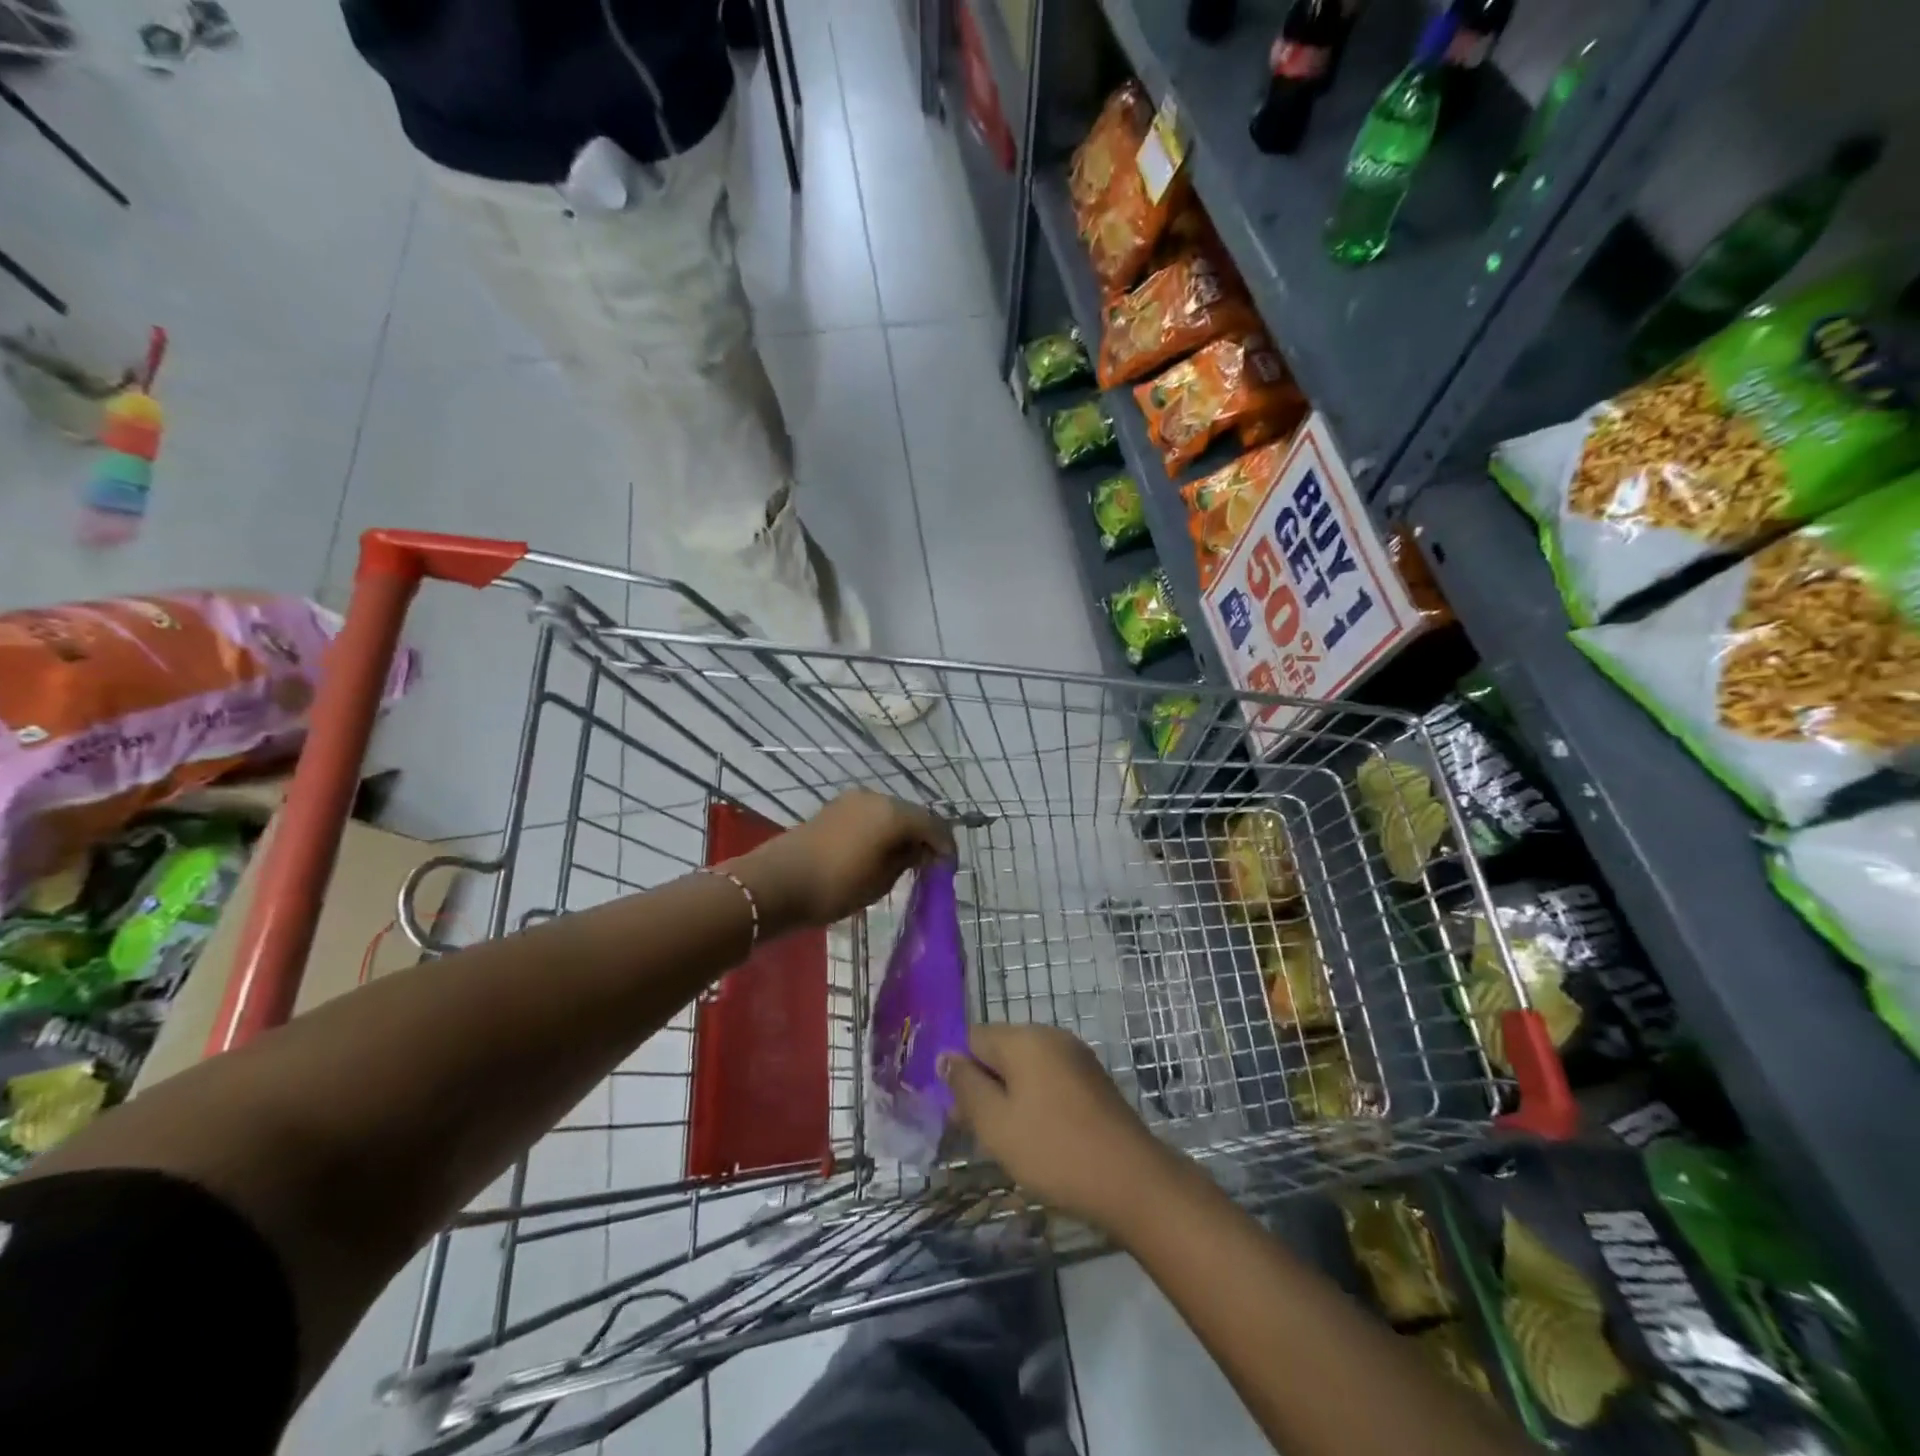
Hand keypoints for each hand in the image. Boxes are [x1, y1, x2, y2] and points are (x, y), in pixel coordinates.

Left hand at [733, 790, 954, 929]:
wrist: (778, 882)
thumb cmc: (837, 885)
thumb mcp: (881, 880)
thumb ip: (907, 860)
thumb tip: (920, 850)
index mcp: (893, 813)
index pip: (933, 824)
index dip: (945, 846)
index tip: (948, 869)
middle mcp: (877, 797)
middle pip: (912, 814)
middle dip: (924, 837)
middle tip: (928, 865)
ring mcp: (853, 799)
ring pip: (890, 813)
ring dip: (902, 832)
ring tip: (904, 861)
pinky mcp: (835, 808)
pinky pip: (871, 815)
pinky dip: (882, 830)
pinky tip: (879, 851)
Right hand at [940, 1024, 1174, 1230]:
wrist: (1132, 1179)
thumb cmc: (1053, 1150)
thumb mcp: (995, 1123)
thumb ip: (966, 1086)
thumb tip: (946, 1056)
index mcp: (1024, 1038)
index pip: (973, 1037)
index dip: (958, 1070)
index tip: (956, 1112)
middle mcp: (1050, 1036)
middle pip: (1000, 1050)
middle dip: (983, 1085)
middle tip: (977, 1134)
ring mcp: (1076, 1057)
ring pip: (1026, 1068)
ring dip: (1009, 1096)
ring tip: (1006, 1141)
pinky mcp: (1093, 1080)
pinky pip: (1050, 1080)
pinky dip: (1036, 1101)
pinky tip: (1038, 1137)